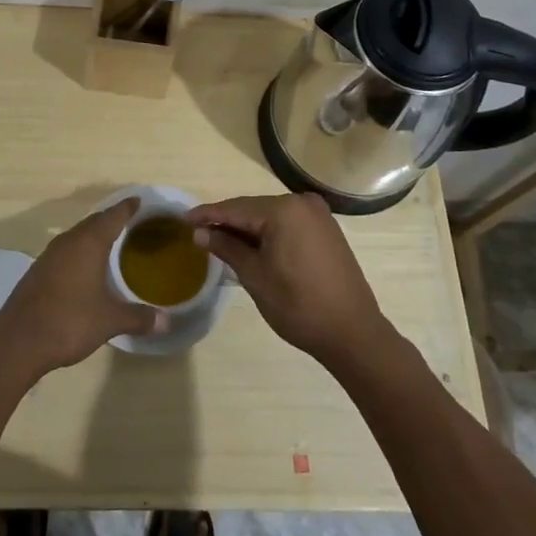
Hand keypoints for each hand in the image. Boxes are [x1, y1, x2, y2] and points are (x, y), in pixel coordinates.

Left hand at [0, 198, 164, 377]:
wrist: (19, 341)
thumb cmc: (70, 321)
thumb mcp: (110, 321)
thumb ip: (138, 318)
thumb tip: (166, 322)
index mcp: (89, 243)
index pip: (112, 216)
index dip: (127, 208)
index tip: (138, 200)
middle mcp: (68, 242)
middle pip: (93, 222)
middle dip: (111, 219)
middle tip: (129, 221)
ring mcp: (49, 255)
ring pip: (77, 236)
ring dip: (93, 235)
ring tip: (110, 242)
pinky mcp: (38, 271)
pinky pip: (65, 251)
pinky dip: (79, 251)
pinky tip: (84, 267)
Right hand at [188, 193, 393, 365]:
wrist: (352, 332)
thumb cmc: (298, 305)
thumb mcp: (254, 276)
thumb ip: (227, 247)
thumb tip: (200, 232)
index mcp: (284, 210)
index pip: (236, 208)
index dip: (208, 214)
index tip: (183, 219)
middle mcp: (302, 203)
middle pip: (254, 209)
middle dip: (227, 221)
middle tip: (198, 232)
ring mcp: (318, 216)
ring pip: (271, 217)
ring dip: (247, 228)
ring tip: (219, 239)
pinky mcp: (326, 230)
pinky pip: (288, 224)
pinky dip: (268, 233)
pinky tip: (251, 245)